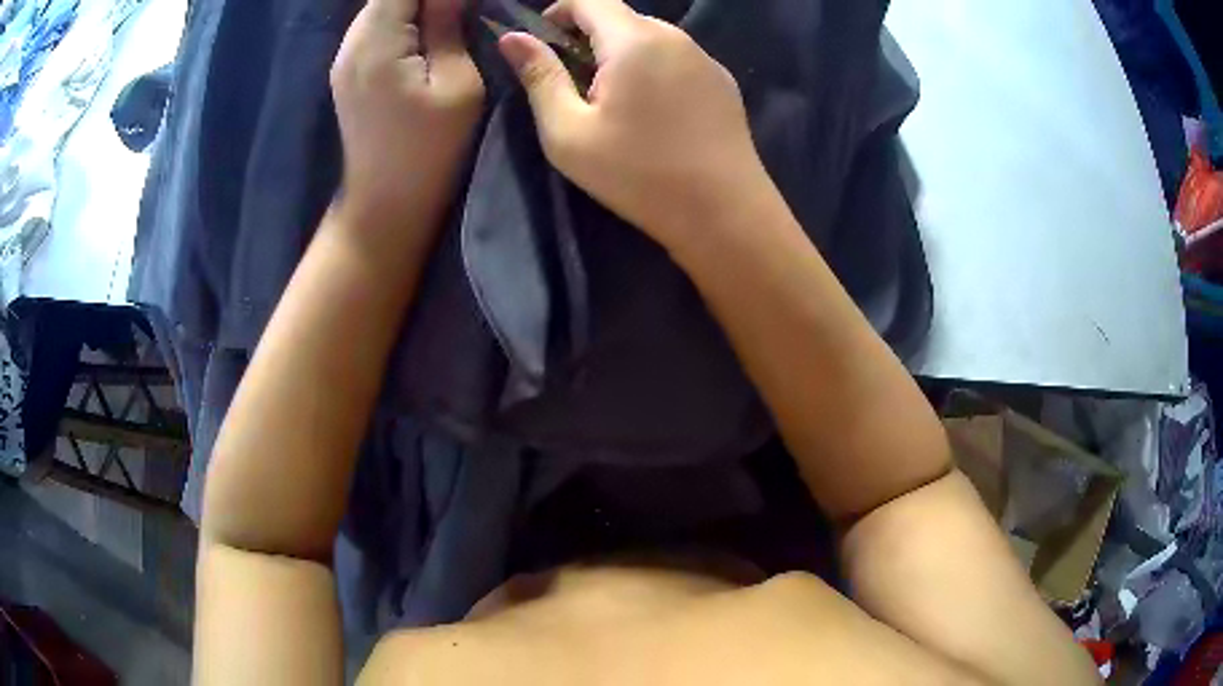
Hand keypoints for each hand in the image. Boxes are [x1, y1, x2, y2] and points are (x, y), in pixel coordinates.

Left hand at [331, 0, 483, 242]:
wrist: (385, 204)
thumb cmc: (429, 150)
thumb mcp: (457, 84)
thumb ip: (448, 27)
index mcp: (377, 42)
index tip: (465, 3)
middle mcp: (351, 42)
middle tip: (461, 11)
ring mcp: (344, 58)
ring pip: (381, 7)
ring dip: (416, 6)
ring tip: (449, 19)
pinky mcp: (347, 72)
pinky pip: (374, 26)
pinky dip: (402, 18)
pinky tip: (426, 32)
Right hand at [497, 0, 769, 248]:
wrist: (725, 213)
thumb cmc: (639, 175)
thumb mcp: (569, 133)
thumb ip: (540, 77)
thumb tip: (512, 38)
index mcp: (634, 40)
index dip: (558, 12)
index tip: (543, 44)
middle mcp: (674, 36)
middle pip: (621, 15)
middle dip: (588, 36)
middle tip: (574, 83)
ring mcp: (705, 58)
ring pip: (650, 36)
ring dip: (622, 53)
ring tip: (613, 101)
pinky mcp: (723, 82)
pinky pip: (677, 58)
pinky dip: (653, 68)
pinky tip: (653, 112)